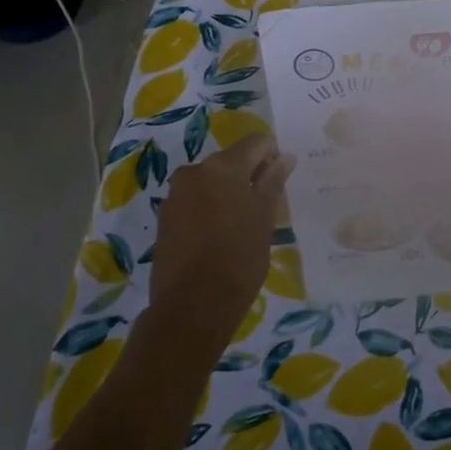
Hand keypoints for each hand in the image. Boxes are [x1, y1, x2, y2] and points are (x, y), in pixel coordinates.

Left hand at [150, 134, 295, 358]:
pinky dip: (210, 209)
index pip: (256, 142)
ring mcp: (176, 194)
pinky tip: (220, 237)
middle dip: (250, 176)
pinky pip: (195, 200)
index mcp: (223, 166)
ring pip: (212, 181)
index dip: (273, 155)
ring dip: (229, 193)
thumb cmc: (238, 259)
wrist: (191, 307)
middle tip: (266, 206)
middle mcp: (195, 171)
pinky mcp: (165, 218)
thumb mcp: (265, 218)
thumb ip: (274, 182)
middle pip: (231, 160)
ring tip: (243, 225)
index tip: (282, 179)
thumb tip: (285, 157)